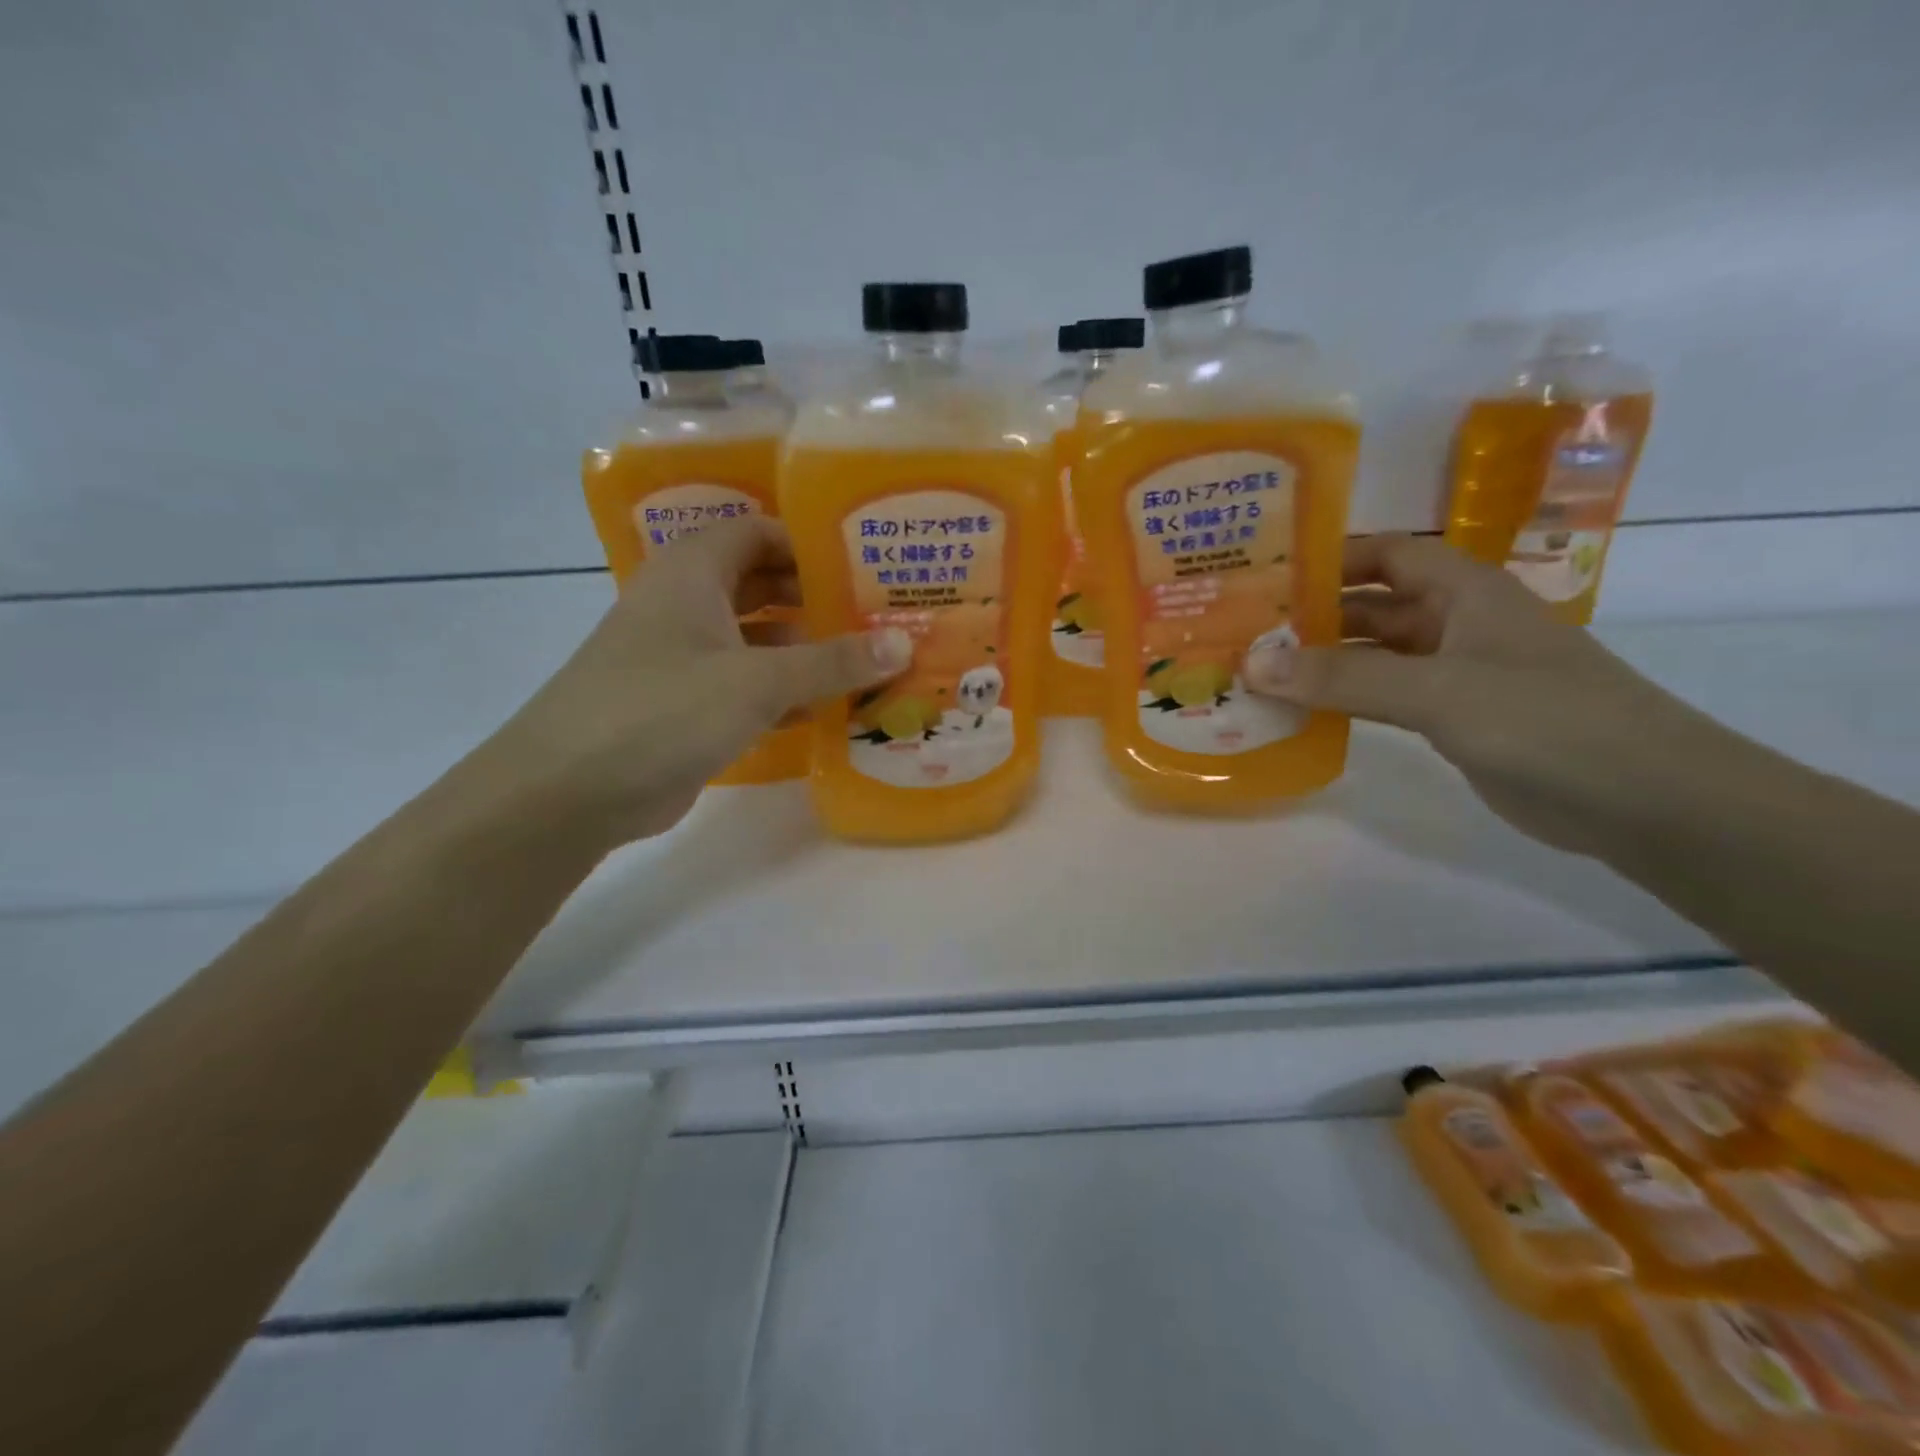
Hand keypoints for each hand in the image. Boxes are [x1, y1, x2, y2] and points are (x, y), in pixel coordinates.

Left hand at [483, 517, 910, 845]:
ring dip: (807, 653)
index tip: (866, 567)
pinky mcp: (686, 707)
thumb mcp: (757, 681)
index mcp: (693, 573)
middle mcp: (686, 606)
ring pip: (758, 641)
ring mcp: (684, 659)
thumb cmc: (662, 710)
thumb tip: (904, 644)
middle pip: (763, 587)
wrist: (568, 792)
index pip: (759, 533)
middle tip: (880, 618)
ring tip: (870, 665)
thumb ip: (832, 663)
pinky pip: (746, 687)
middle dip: (818, 601)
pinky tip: (830, 710)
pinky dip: (784, 694)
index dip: (811, 544)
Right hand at [1242, 534, 1698, 856]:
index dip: (1333, 555)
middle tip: (1243, 627)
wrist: (1644, 800)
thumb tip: (1251, 663)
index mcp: (1465, 592)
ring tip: (1255, 670)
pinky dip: (1342, 700)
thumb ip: (1344, 678)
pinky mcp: (1453, 719)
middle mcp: (1457, 624)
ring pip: (1373, 656)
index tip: (1269, 572)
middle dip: (1313, 613)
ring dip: (1321, 662)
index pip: (1389, 553)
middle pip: (1373, 605)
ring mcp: (1455, 674)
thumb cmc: (1546, 721)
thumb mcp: (1438, 691)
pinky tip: (1299, 711)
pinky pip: (1383, 697)